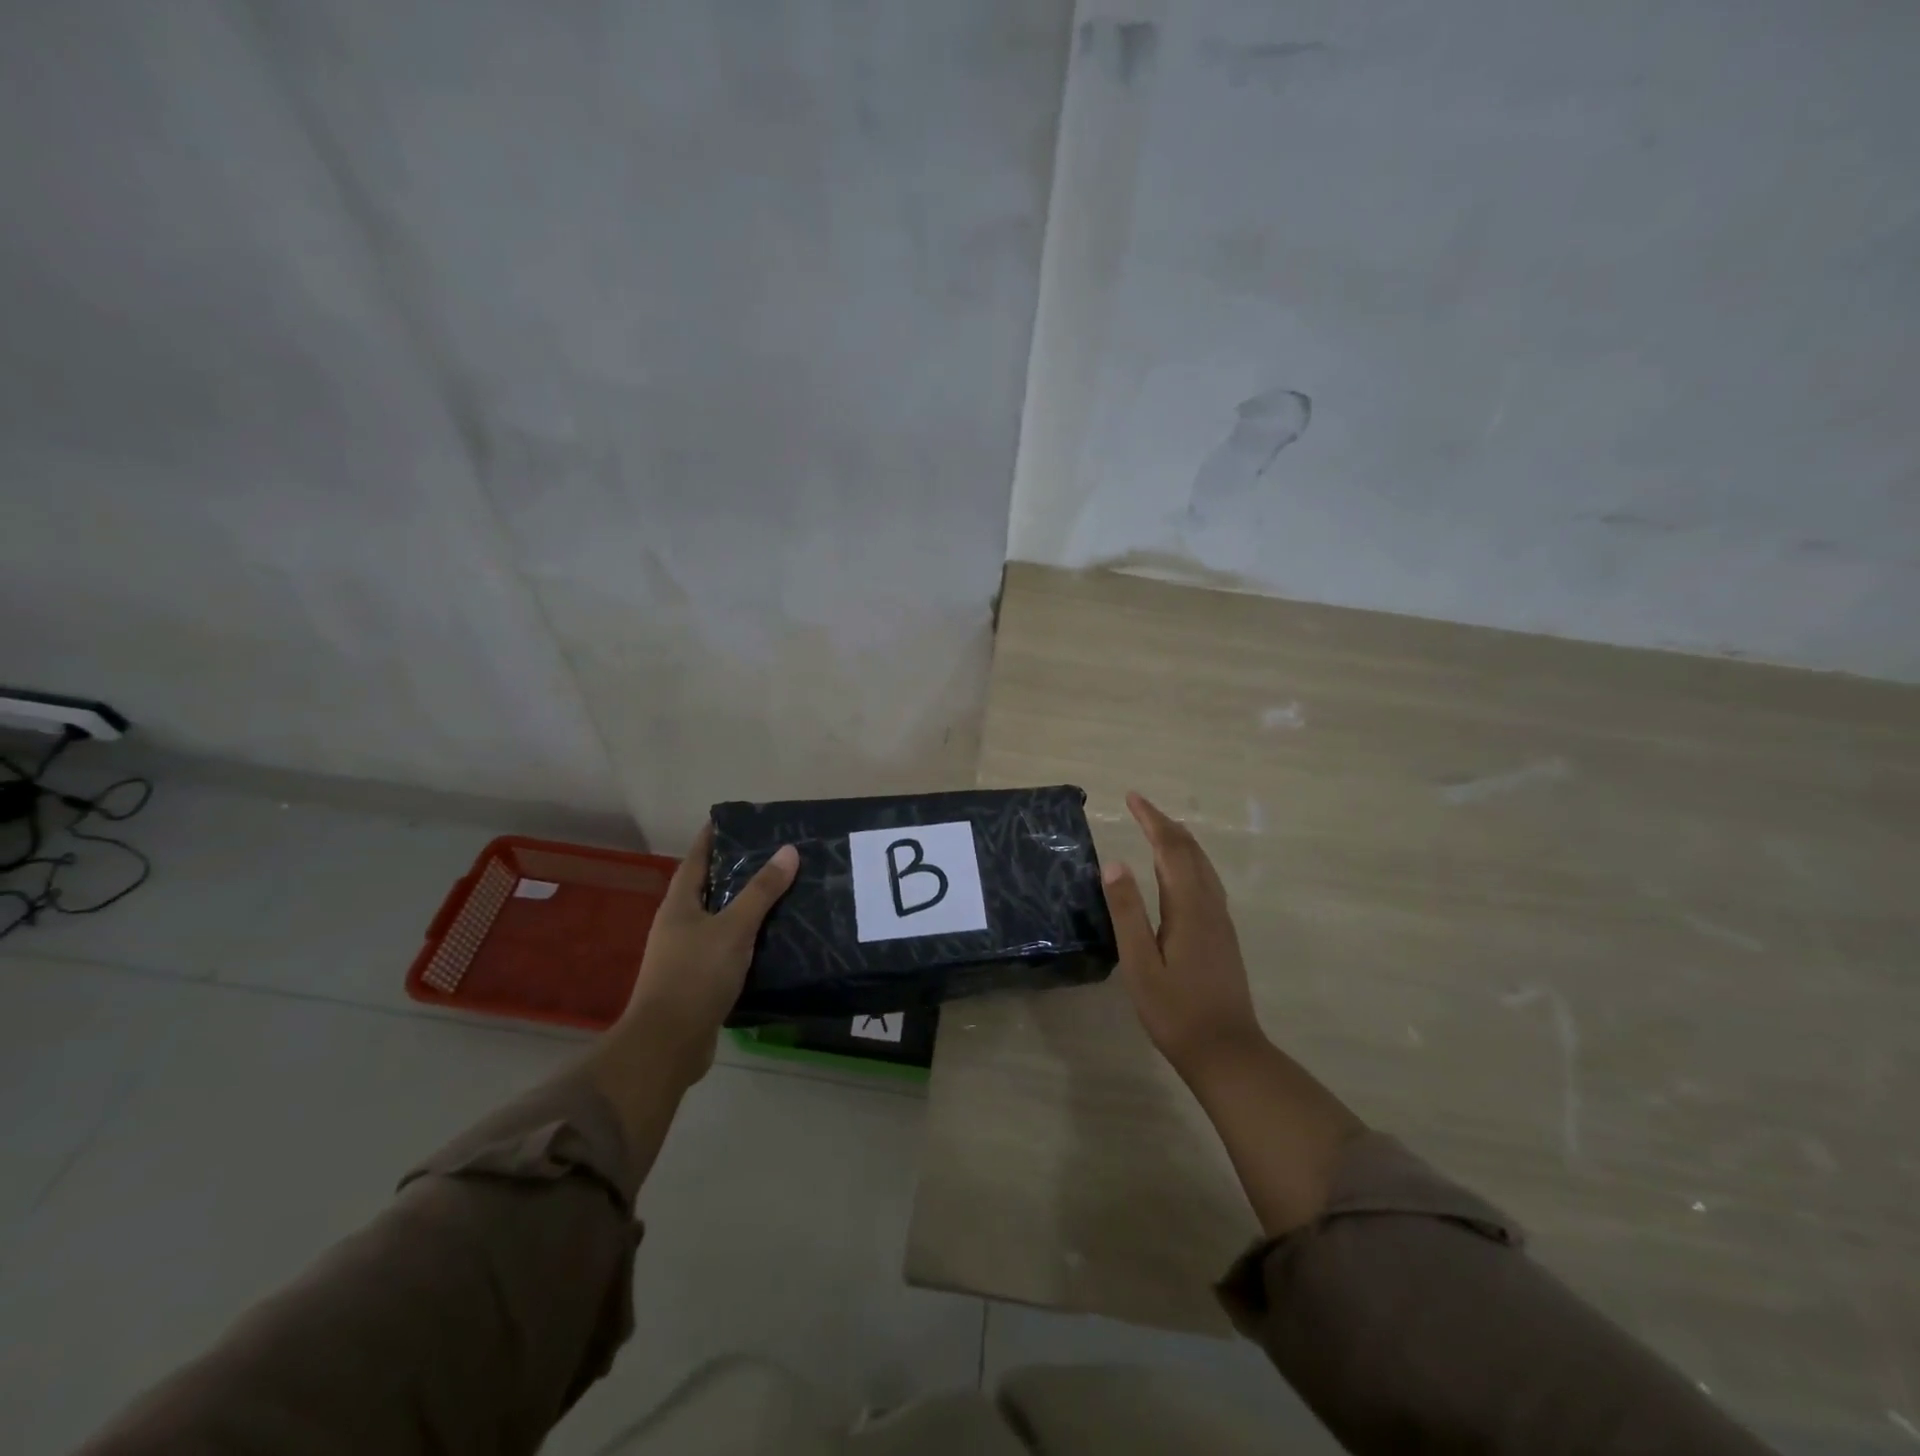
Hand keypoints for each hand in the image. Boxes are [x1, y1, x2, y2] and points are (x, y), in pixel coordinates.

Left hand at [614, 821, 798, 1086]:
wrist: (668, 1045)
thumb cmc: (695, 976)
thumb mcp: (733, 928)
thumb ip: (761, 891)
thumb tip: (789, 850)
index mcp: (679, 904)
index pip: (696, 858)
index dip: (713, 837)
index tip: (738, 821)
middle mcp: (678, 924)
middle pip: (709, 887)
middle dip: (736, 870)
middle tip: (774, 854)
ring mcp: (686, 954)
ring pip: (720, 919)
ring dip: (745, 906)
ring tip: (781, 892)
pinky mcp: (699, 980)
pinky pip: (727, 948)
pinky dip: (747, 938)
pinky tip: (772, 938)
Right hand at [1100, 790, 1263, 1080]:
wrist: (1226, 1051)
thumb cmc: (1175, 1011)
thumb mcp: (1139, 964)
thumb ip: (1127, 912)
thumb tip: (1113, 863)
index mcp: (1189, 907)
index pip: (1170, 848)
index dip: (1151, 820)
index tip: (1132, 797)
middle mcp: (1210, 905)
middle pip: (1190, 851)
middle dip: (1165, 824)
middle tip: (1139, 806)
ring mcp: (1220, 920)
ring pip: (1203, 865)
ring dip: (1179, 841)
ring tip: (1157, 828)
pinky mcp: (1223, 935)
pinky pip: (1207, 880)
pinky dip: (1189, 861)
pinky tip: (1180, 872)